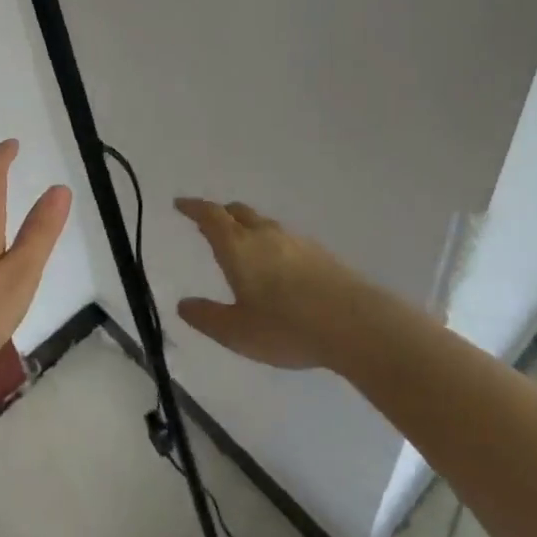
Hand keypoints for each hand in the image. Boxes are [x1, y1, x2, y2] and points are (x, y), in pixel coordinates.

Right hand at [174, 198, 390, 370]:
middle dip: (220, 214)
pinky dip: (270, 243)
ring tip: (241, 246)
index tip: (181, 204)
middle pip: (238, 213)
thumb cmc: (287, 327)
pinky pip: (285, 239)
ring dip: (247, 228)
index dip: (194, 207)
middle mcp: (265, 235)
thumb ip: (207, 317)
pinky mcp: (320, 254)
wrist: (355, 324)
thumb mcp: (237, 332)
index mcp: (238, 247)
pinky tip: (277, 266)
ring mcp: (296, 242)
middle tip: (208, 223)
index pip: (211, 216)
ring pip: (264, 224)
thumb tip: (183, 304)